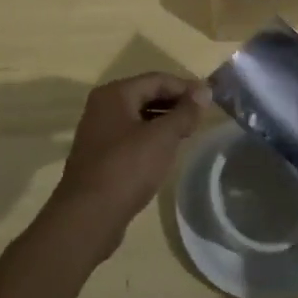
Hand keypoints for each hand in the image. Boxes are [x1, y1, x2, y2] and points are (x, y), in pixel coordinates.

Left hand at [44, 72, 208, 260]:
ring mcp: (98, 132)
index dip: (185, 86)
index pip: (156, 79)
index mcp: (114, 94)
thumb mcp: (162, 138)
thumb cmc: (127, 168)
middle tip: (201, 116)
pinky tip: (165, 152)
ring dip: (163, 121)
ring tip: (188, 132)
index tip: (209, 98)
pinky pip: (130, 136)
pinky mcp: (99, 156)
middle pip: (146, 95)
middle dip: (174, 103)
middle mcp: (103, 106)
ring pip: (138, 117)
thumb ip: (184, 113)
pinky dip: (150, 138)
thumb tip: (204, 91)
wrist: (87, 217)